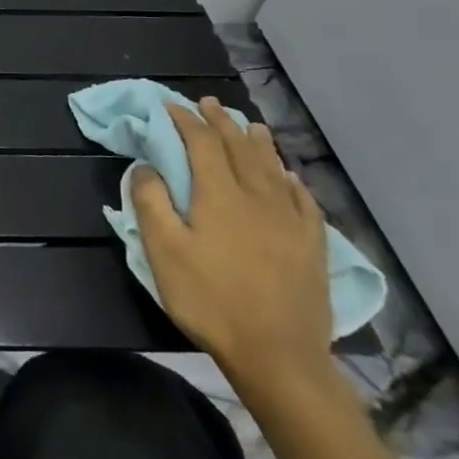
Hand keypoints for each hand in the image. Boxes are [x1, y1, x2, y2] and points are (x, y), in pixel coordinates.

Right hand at [131, 97, 331, 389]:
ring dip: (258, 142)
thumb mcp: (163, 251)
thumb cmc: (210, 299)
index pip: (202, 143)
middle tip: (209, 103)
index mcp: (219, 195)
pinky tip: (289, 176)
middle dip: (221, 122)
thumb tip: (146, 165)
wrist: (278, 355)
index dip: (186, 120)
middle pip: (239, 148)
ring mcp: (290, 221)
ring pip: (273, 168)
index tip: (171, 105)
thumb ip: (151, 202)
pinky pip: (303, 200)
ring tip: (250, 125)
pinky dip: (292, 180)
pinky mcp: (312, 246)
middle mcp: (257, 197)